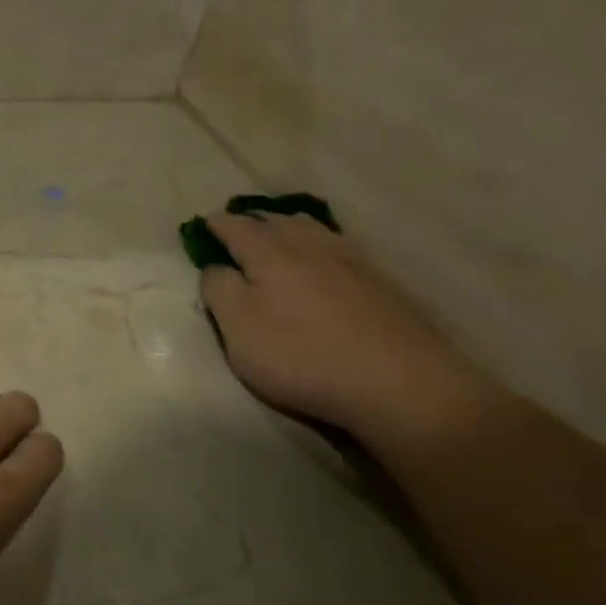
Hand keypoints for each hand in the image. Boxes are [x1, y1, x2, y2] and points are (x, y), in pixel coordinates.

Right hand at [198, 212, 495, 444]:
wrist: (400, 383)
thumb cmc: (302, 356)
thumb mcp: (239, 330)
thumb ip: (219, 291)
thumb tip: (215, 266)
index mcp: (270, 255)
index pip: (237, 228)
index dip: (218, 224)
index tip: (205, 222)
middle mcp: (311, 248)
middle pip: (278, 222)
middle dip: (254, 221)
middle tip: (239, 225)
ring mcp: (352, 262)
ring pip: (314, 230)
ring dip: (290, 226)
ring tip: (280, 231)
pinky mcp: (382, 282)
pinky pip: (342, 245)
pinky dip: (323, 241)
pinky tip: (326, 254)